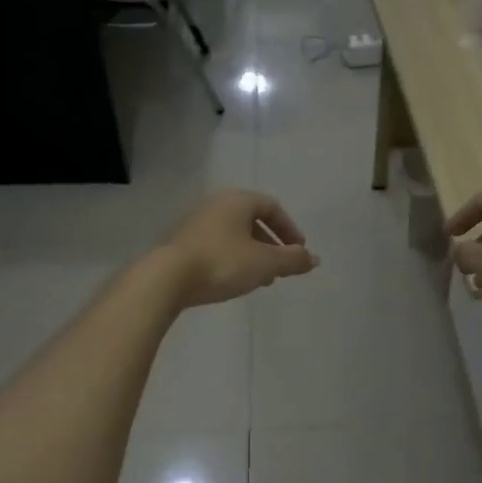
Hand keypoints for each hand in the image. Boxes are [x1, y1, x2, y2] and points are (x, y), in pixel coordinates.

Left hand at [160, 190, 317, 307]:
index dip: (289, 228)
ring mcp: (196, 224)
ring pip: (235, 235)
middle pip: (252, 220)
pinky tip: (235, 281)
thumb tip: (314, 259)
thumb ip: (293, 260)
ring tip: (262, 279)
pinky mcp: (183, 244)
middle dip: (271, 245)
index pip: (272, 207)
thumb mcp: (265, 263)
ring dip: (253, 255)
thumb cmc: (223, 263)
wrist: (167, 279)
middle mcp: (216, 205)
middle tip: (282, 268)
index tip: (299, 251)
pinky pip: (217, 246)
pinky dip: (233, 260)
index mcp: (238, 201)